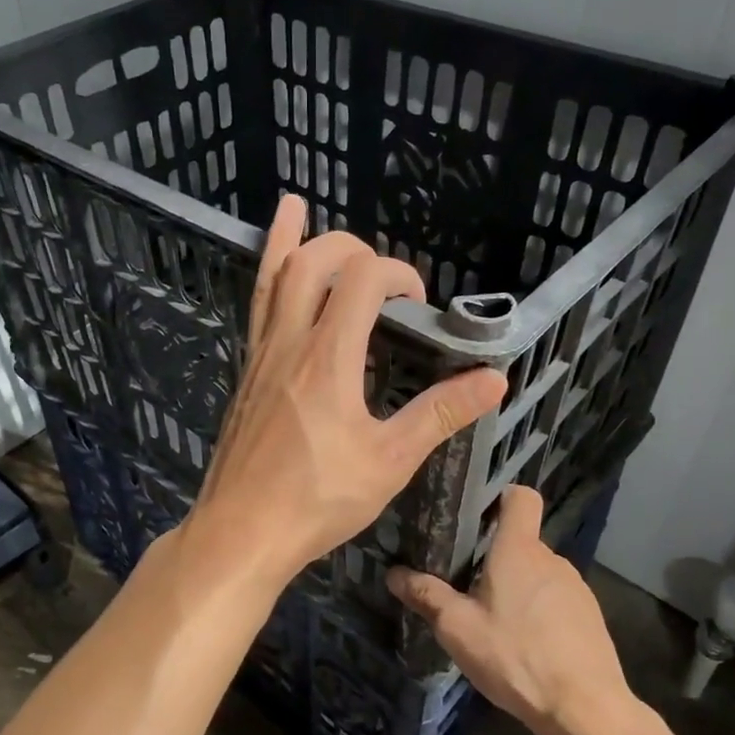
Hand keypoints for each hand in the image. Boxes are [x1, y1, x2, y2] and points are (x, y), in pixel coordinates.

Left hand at [182, 195, 506, 588]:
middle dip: (350, 247)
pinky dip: (267, 278)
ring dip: (289, 240)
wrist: (240, 530)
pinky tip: (273, 277)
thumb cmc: (317, 500)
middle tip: (378, 266)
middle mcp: (290, 343)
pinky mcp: (246, 375)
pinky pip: (256, 310)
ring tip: (294, 204)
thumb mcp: (389, 461)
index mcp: (329, 357)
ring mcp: (261, 356)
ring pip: (272, 279)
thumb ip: (439, 414)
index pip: (364, 279)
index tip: (419, 304)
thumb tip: (494, 379)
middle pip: (312, 262)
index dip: (399, 274)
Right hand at [387, 485, 640, 734]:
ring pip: (538, 574)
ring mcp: (576, 588)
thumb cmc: (515, 656)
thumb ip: (426, 596)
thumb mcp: (457, 628)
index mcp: (519, 550)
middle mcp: (552, 559)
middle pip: (521, 541)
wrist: (584, 708)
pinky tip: (523, 645)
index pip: (521, 497)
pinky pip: (555, 600)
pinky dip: (538, 612)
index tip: (476, 516)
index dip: (500, 497)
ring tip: (493, 621)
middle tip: (465, 584)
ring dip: (517, 588)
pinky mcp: (590, 617)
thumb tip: (393, 573)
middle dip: (495, 557)